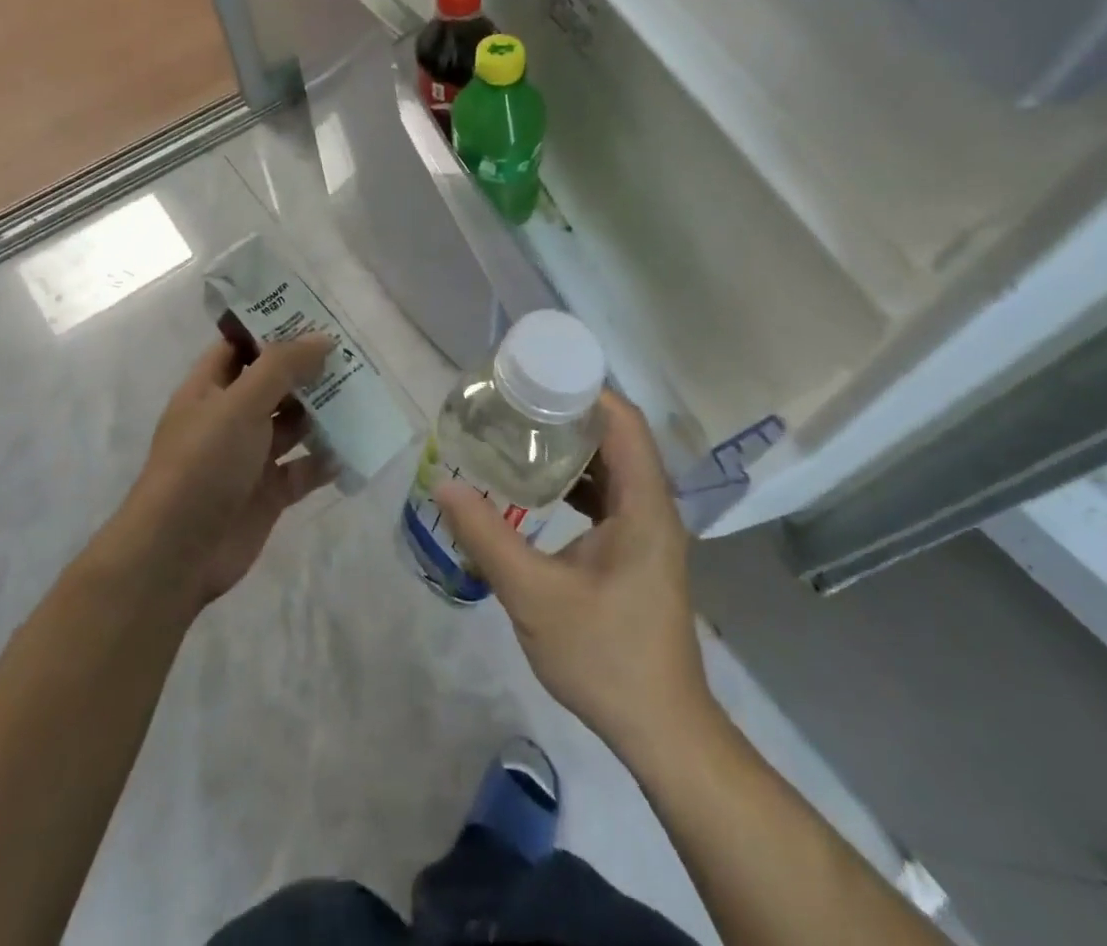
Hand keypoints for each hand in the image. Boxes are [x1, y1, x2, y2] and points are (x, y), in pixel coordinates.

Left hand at [116, 334, 333, 610]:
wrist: (177, 554)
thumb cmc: (203, 464)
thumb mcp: (240, 404)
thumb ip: (282, 367)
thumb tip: (322, 338)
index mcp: (209, 389)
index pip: (241, 347)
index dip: (273, 330)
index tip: (315, 315)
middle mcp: (229, 418)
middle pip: (273, 385)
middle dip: (307, 371)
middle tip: (353, 353)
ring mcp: (250, 457)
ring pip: (292, 425)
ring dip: (323, 412)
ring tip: (364, 393)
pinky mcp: (269, 492)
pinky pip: (304, 468)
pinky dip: (326, 458)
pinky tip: (355, 446)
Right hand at [435, 392, 712, 759]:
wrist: (661, 729)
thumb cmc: (605, 656)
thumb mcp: (535, 596)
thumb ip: (488, 538)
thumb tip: (445, 487)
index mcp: (644, 504)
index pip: (622, 421)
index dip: (584, 391)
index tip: (536, 377)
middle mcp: (653, 505)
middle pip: (617, 437)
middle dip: (569, 415)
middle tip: (516, 404)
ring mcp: (649, 529)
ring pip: (613, 467)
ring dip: (572, 449)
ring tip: (521, 436)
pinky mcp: (638, 550)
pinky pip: (609, 496)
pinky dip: (577, 482)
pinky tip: (539, 489)